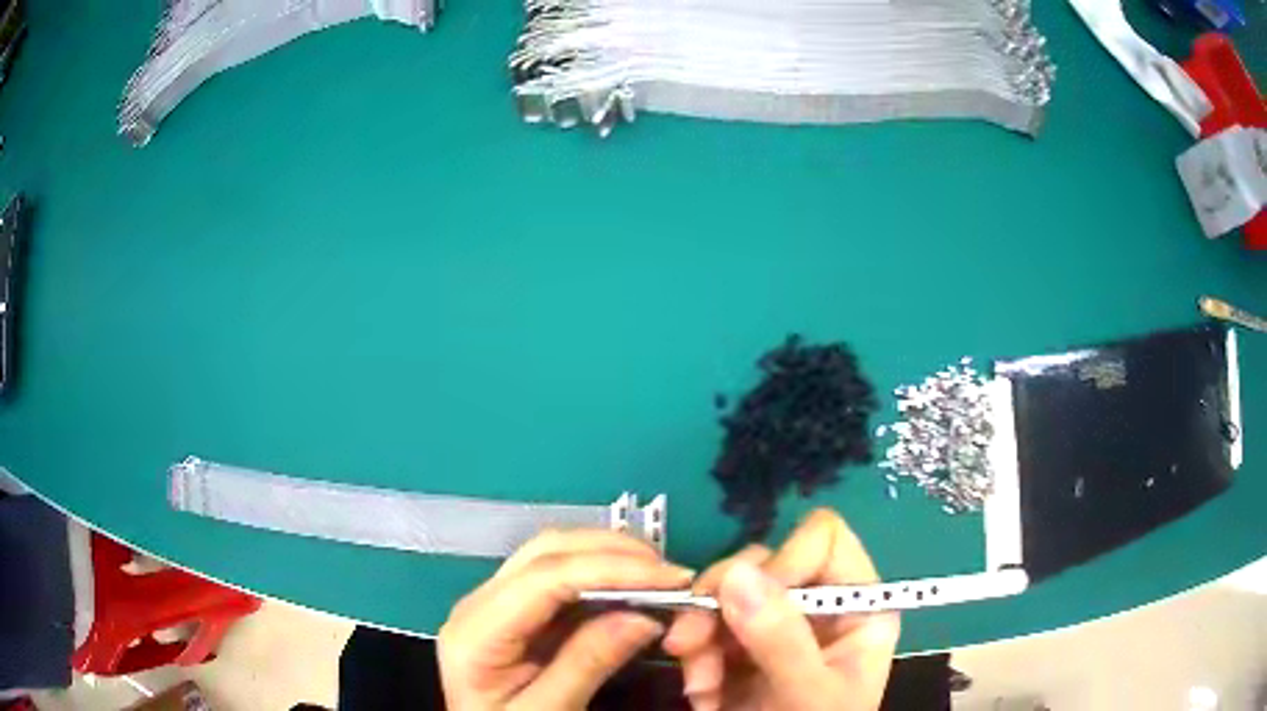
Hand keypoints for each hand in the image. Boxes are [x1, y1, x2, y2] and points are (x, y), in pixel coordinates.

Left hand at [438, 529, 694, 710]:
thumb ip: (586, 666)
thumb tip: (644, 617)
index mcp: (476, 630)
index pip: (546, 576)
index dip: (613, 568)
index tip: (672, 579)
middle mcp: (480, 602)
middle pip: (549, 551)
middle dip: (616, 553)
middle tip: (674, 577)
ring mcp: (495, 602)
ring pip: (555, 554)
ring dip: (611, 558)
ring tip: (660, 580)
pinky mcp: (515, 611)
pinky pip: (561, 578)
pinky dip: (602, 576)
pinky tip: (632, 591)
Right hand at [663, 509, 899, 710]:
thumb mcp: (807, 694)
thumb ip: (780, 639)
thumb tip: (737, 573)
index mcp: (856, 606)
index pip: (823, 540)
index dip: (783, 562)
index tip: (746, 602)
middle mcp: (817, 606)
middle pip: (763, 562)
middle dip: (721, 604)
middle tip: (690, 644)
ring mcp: (776, 626)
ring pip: (725, 594)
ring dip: (700, 636)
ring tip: (697, 684)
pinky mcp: (742, 648)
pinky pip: (706, 627)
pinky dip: (694, 657)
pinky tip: (700, 692)